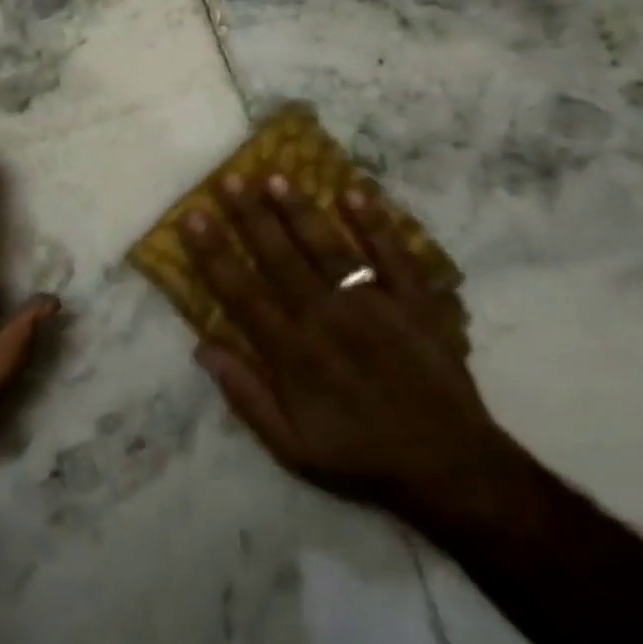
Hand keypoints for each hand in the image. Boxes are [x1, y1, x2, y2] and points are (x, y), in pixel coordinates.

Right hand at [180, 173, 506, 528]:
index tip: (193, 215)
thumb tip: (202, 346)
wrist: (449, 468)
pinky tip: (354, 192)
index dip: (214, 252)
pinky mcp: (416, 303)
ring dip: (300, 211)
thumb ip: (245, 395)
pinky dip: (376, 224)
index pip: (242, 291)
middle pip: (280, 258)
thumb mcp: (291, 447)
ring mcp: (374, 305)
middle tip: (228, 178)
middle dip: (250, 216)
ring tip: (274, 176)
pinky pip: (394, 256)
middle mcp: (327, 317)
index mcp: (293, 351)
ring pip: (328, 248)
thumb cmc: (361, 456)